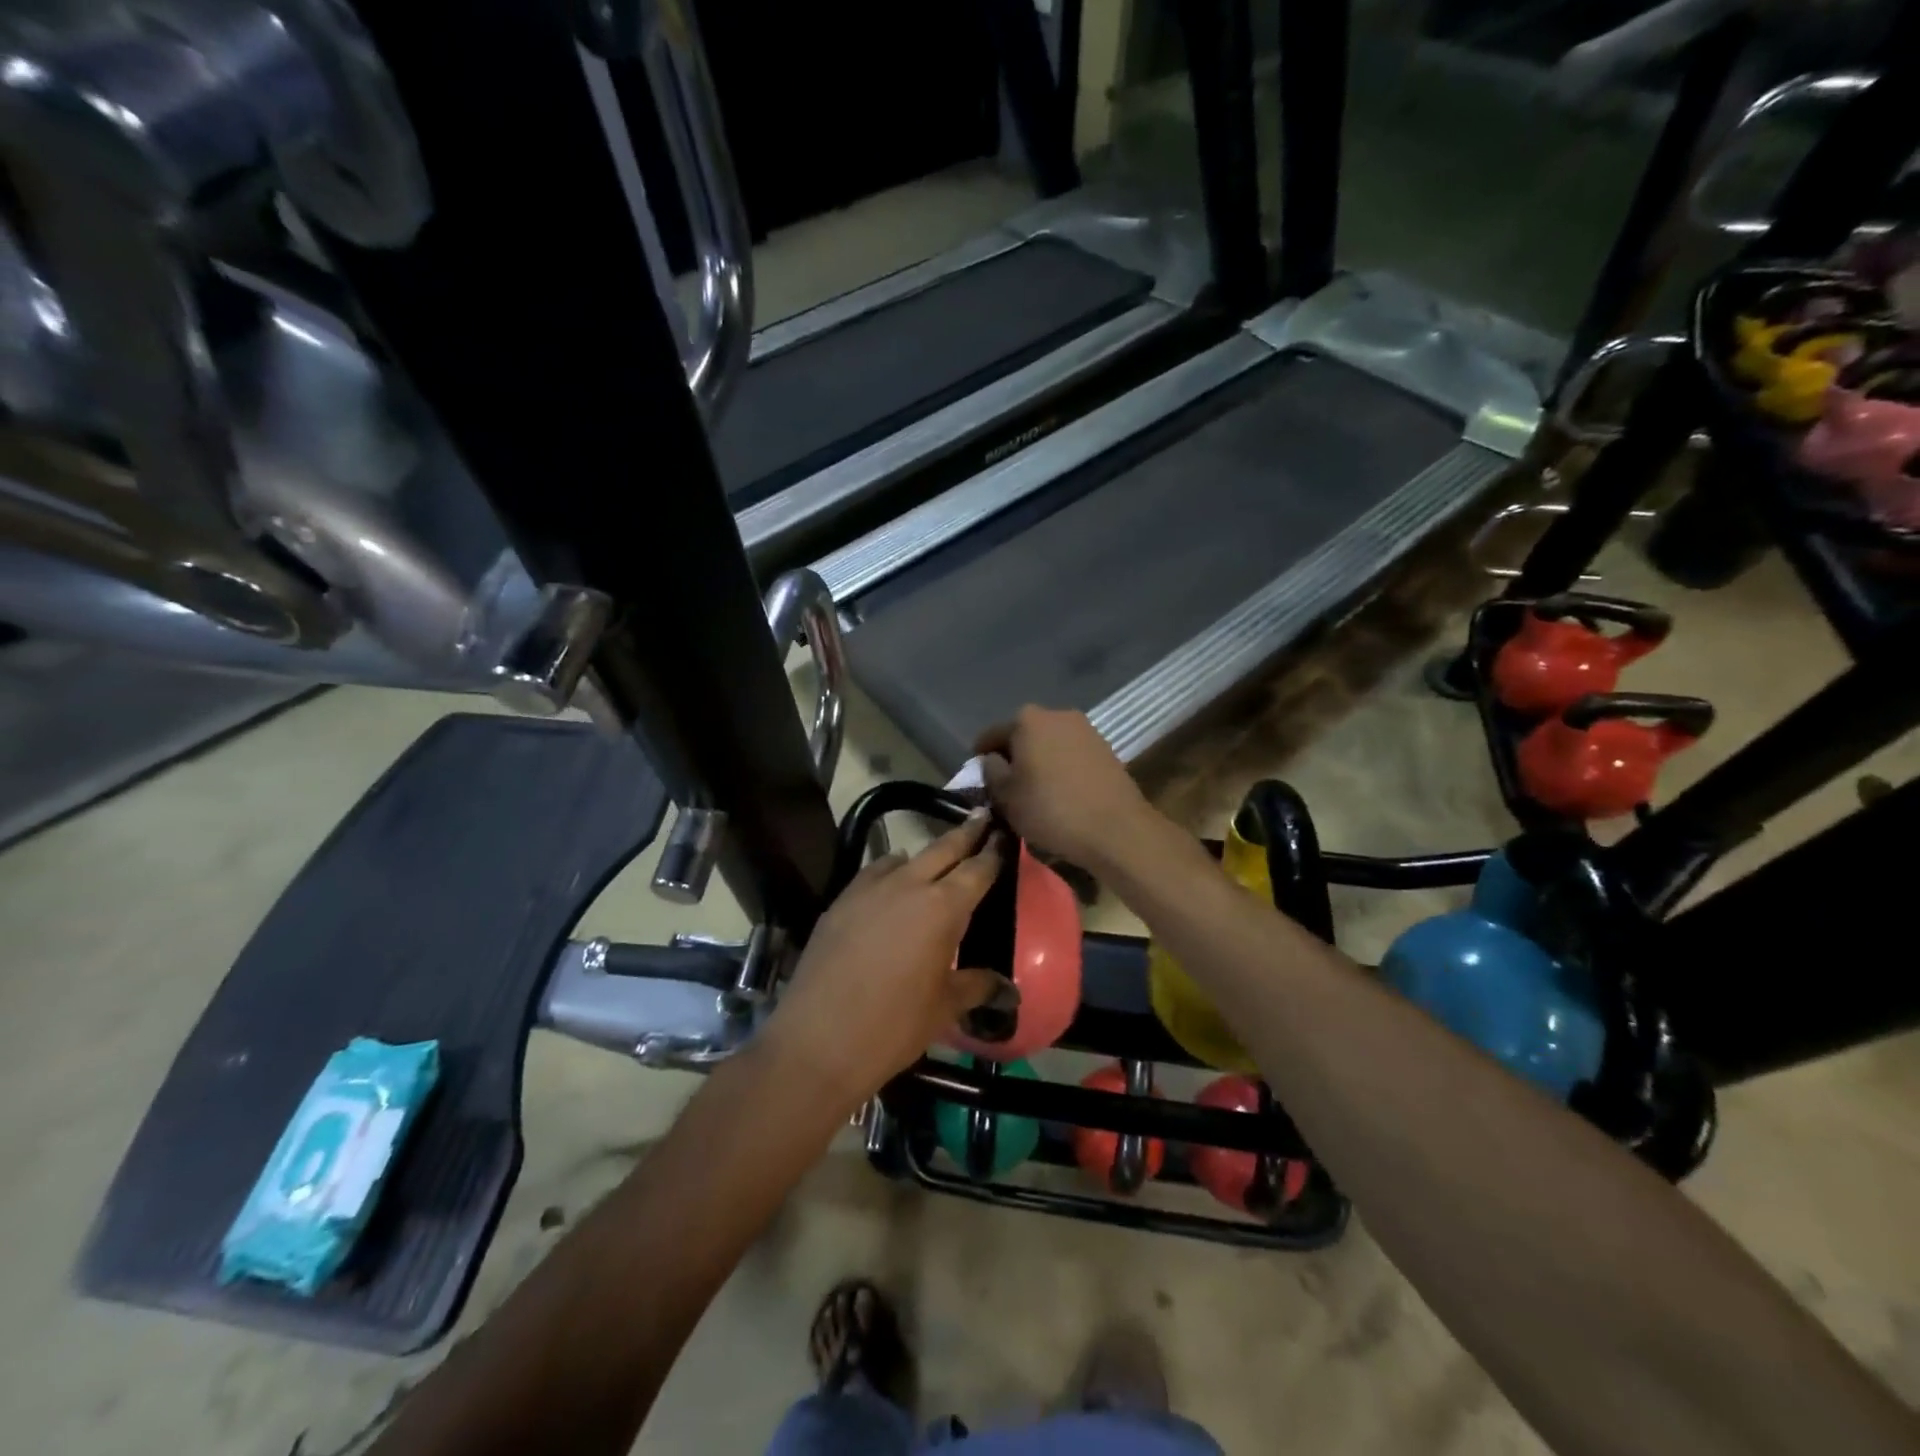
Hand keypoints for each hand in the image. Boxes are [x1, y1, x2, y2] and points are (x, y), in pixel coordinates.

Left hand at [765, 811, 1008, 1111]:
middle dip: (965, 832)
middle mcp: (908, 886)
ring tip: (936, 860)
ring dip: (924, 855)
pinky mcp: (840, 901)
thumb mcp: (944, 1008)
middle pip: (943, 848)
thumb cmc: (893, 1026)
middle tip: (981, 816)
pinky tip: (891, 889)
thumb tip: (1009, 990)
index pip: (977, 869)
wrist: (817, 1041)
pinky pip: (873, 874)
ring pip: (904, 857)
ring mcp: (869, 889)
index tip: (1003, 834)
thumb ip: (977, 986)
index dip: (993, 851)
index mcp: (943, 908)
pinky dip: (889, 872)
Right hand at [975, 706, 1158, 872]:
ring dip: (1038, 761)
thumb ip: (991, 771)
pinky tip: (1060, 791)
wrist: (1116, 829)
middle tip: (1006, 786)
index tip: (978, 779)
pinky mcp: (1105, 748)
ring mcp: (1085, 729)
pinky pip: (1070, 754)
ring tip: (1034, 791)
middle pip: (1022, 735)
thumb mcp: (1006, 796)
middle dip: (1013, 757)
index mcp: (1027, 720)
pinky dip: (1060, 767)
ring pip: (1049, 744)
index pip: (991, 736)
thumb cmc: (1051, 810)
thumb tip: (992, 760)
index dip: (980, 758)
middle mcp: (1057, 714)